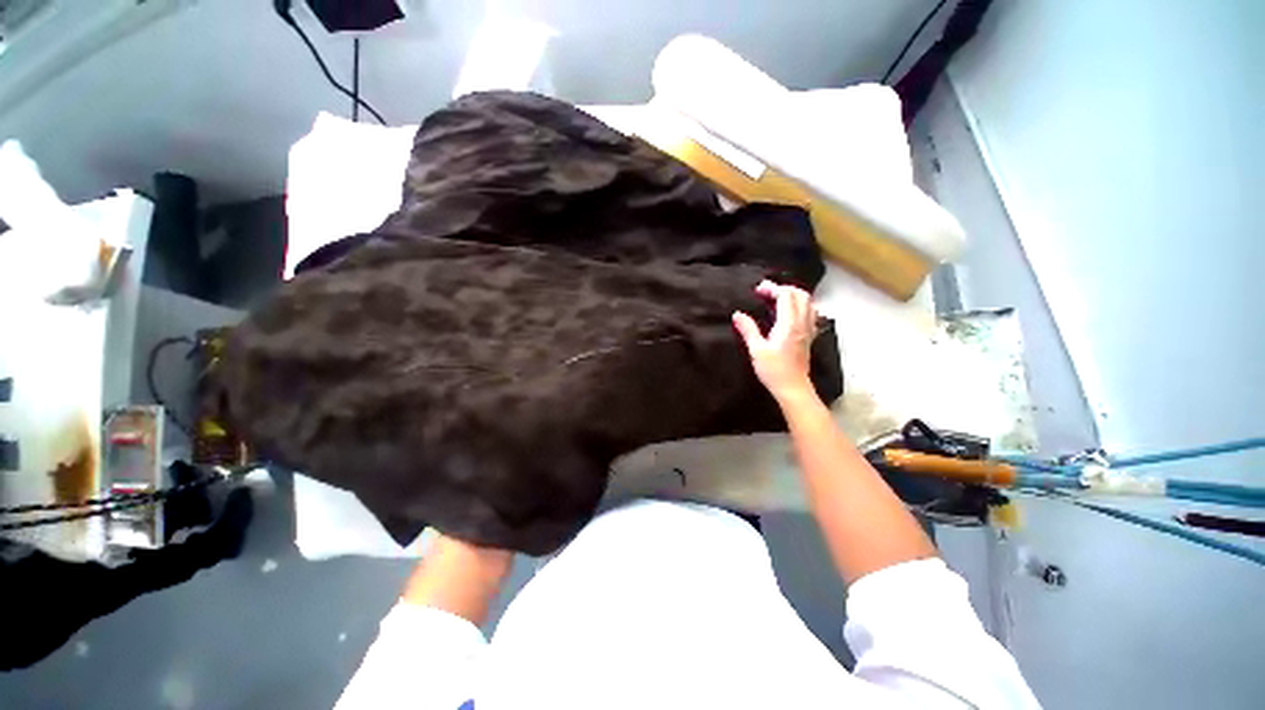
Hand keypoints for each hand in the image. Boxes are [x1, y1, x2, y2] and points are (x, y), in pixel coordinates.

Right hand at [732, 280, 818, 404]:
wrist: (793, 388)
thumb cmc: (774, 371)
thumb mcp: (757, 350)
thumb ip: (748, 330)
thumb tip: (737, 314)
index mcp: (789, 324)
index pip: (786, 295)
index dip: (772, 288)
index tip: (758, 290)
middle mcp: (802, 323)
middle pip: (801, 294)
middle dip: (784, 289)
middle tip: (767, 293)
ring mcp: (808, 330)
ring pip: (808, 303)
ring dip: (793, 296)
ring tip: (777, 300)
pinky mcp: (809, 337)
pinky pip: (810, 314)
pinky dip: (800, 307)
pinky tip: (789, 314)